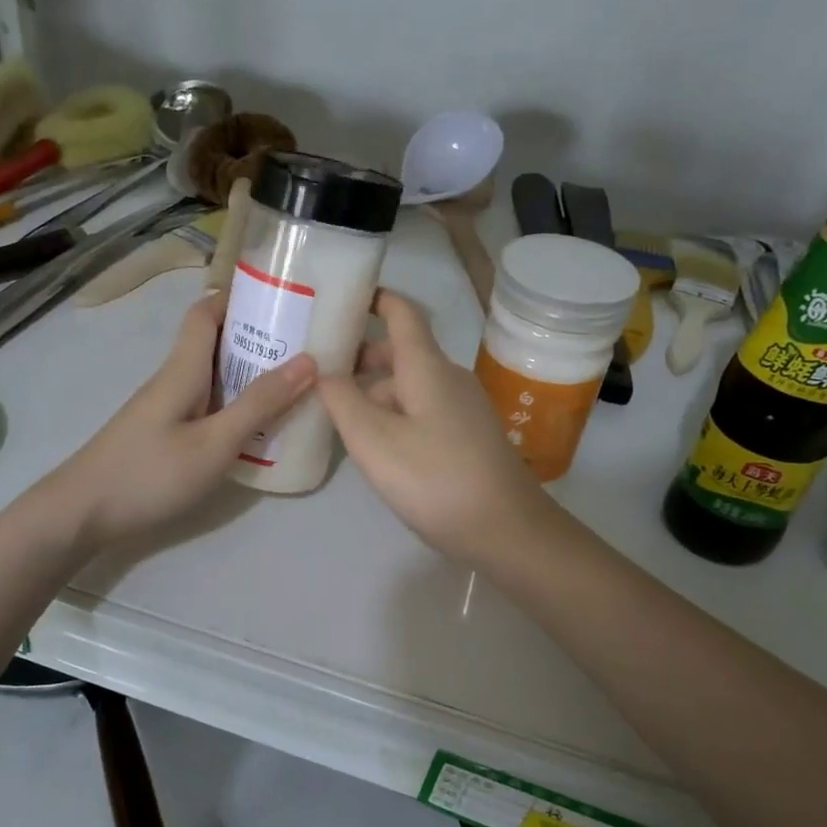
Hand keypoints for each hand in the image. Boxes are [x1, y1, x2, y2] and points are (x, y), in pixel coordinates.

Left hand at [43, 292, 314, 547]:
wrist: (80, 514)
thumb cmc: (150, 473)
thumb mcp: (215, 442)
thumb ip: (259, 404)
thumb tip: (308, 360)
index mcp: (183, 369)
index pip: (205, 312)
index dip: (238, 298)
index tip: (282, 300)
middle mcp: (172, 380)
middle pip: (213, 343)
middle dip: (256, 339)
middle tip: (304, 349)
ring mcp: (164, 409)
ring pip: (211, 378)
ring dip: (248, 376)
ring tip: (292, 387)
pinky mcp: (162, 435)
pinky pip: (205, 406)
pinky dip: (233, 407)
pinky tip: (255, 430)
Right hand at [319, 290, 553, 564]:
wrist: (506, 529)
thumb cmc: (435, 478)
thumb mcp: (374, 440)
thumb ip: (342, 400)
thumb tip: (325, 372)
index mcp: (427, 367)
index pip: (402, 313)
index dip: (375, 298)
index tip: (343, 297)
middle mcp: (448, 378)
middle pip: (402, 353)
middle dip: (362, 357)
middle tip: (320, 372)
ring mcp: (463, 408)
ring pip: (410, 386)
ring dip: (375, 392)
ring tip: (337, 416)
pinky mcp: (468, 436)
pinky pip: (423, 410)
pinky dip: (394, 414)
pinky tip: (375, 445)